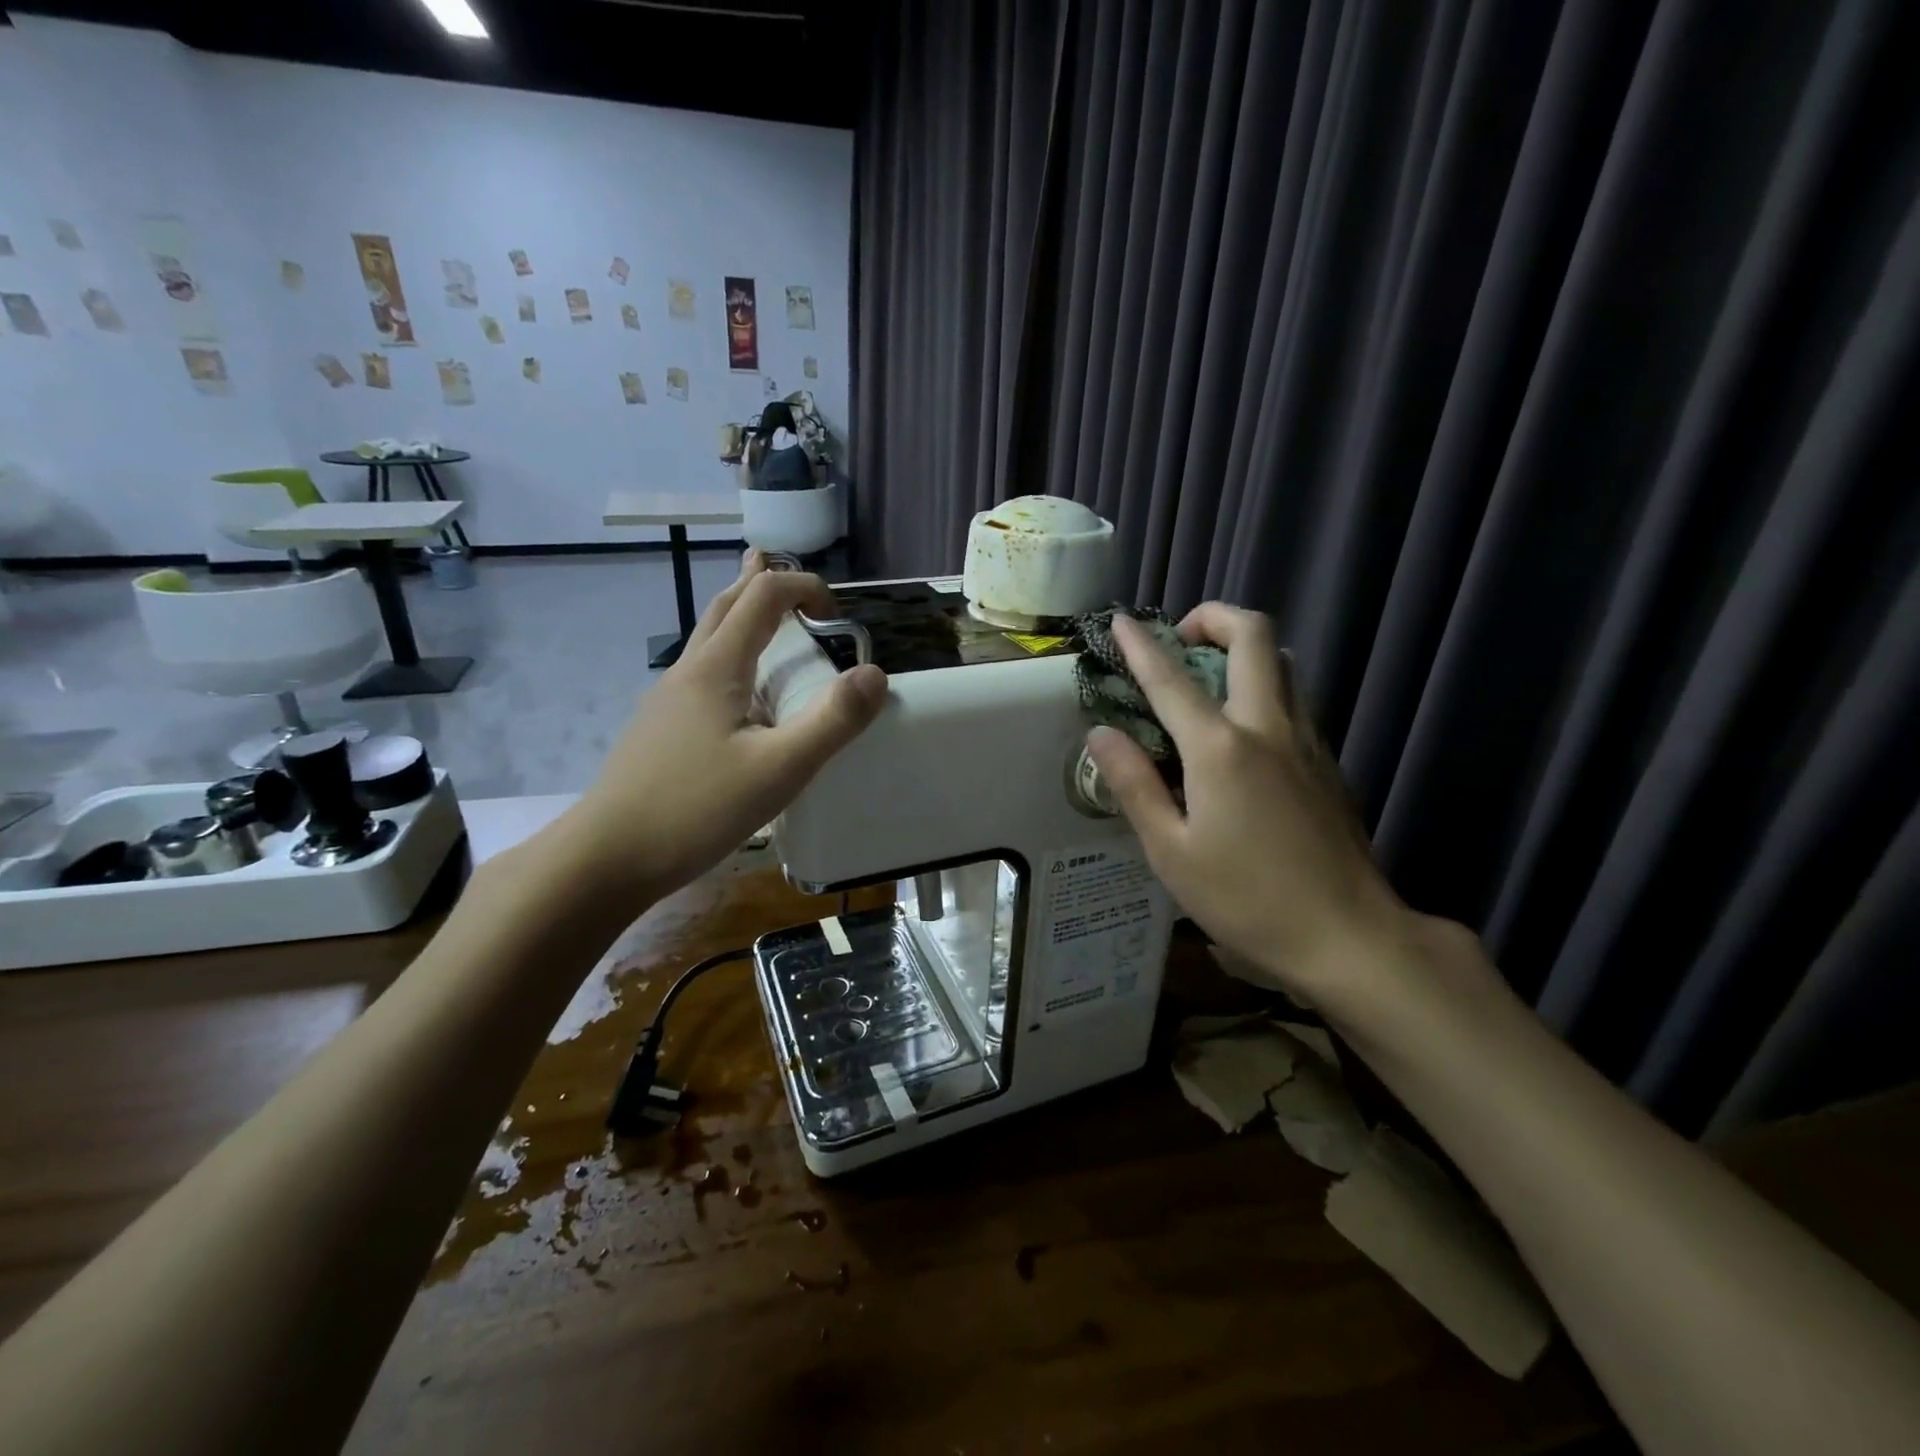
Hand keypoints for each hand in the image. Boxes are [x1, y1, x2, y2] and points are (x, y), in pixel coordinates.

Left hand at [561, 552, 887, 904]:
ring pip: (709, 641)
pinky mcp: (661, 730)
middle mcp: (688, 672)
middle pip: (726, 606)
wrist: (607, 857)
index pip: (762, 596)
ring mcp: (667, 701)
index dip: (803, 587)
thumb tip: (875, 673)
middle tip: (797, 586)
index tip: (838, 616)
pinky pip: (702, 675)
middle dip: (764, 585)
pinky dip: (731, 659)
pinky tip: (741, 698)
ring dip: (744, 619)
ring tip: (768, 620)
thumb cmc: (696, 809)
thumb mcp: (779, 769)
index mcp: (716, 667)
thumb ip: (832, 721)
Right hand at [1084, 605, 1409, 1001]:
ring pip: (1283, 662)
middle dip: (1214, 617)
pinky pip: (1295, 697)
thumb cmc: (1247, 900)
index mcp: (1221, 749)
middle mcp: (1268, 727)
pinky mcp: (1328, 762)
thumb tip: (1100, 733)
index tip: (1120, 620)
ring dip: (1244, 650)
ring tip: (1208, 678)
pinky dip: (1264, 685)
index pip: (1171, 679)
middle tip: (1181, 640)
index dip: (1141, 645)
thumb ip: (1134, 785)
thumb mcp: (1171, 852)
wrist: (1350, 937)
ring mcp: (1307, 741)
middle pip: (1255, 636)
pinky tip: (1243, 730)